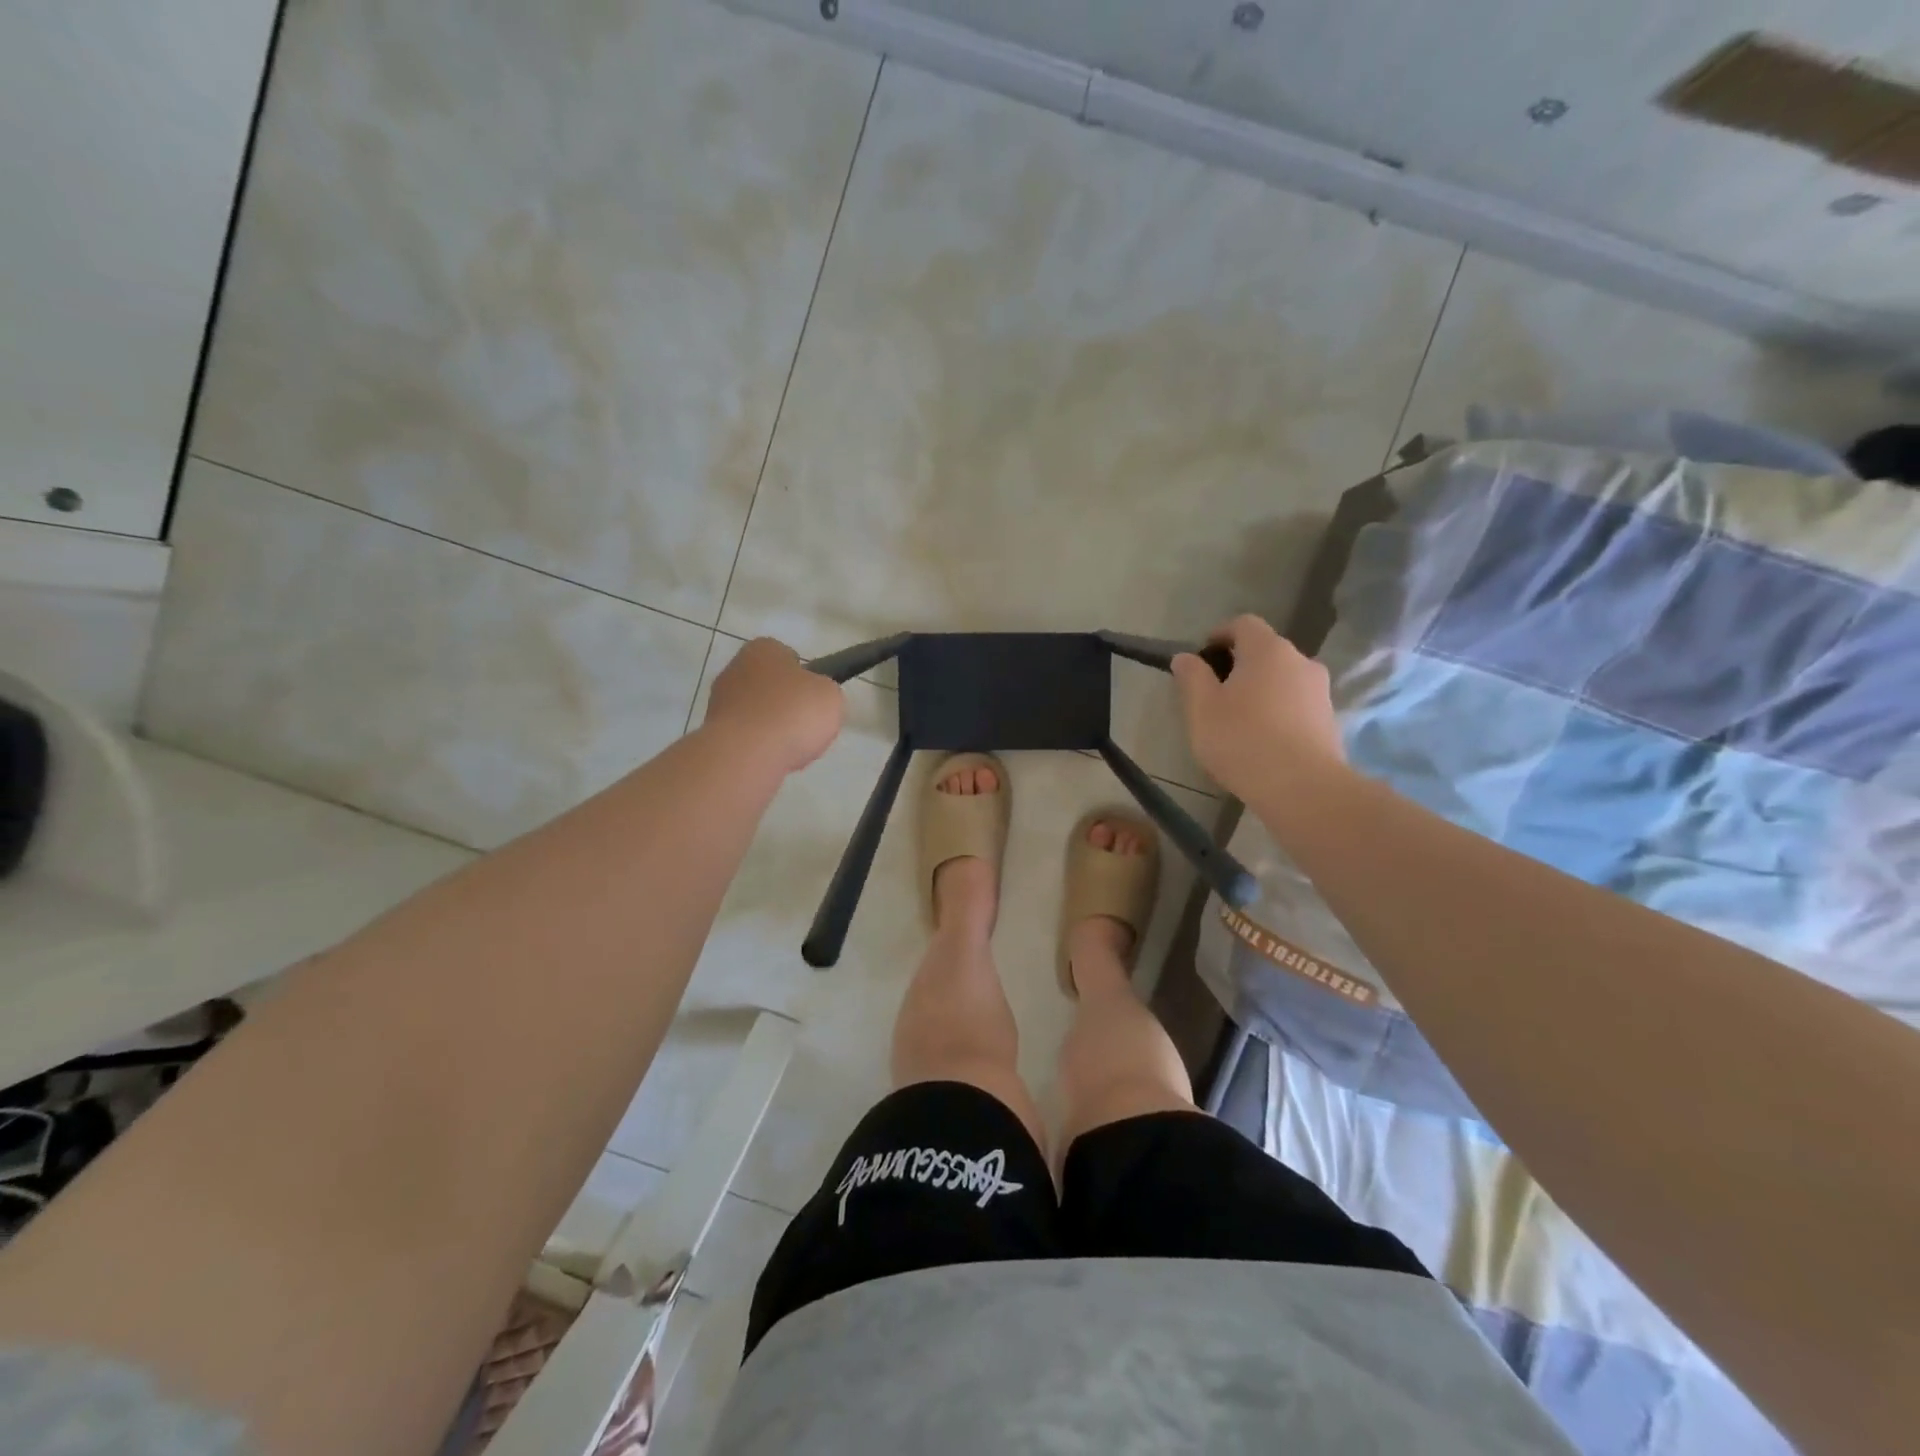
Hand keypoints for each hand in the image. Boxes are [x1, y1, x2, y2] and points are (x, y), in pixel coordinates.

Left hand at [703, 637, 844, 774]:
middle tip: (805, 724)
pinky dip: (759, 747)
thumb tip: (813, 697)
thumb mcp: (830, 695)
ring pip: (756, 712)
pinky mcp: (713, 732)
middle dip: (784, 703)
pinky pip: (746, 737)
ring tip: (791, 748)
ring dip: (771, 727)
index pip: (787, 656)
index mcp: (763, 649)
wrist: (748, 754)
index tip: (814, 697)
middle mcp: (735, 668)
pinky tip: (772, 759)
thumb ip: (824, 691)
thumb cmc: (793, 713)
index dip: (804, 677)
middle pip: (769, 685)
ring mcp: (719, 701)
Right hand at [1170, 615, 1344, 802]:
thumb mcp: (1201, 709)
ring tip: (1238, 721)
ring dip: (1261, 690)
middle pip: (1265, 651)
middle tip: (1214, 694)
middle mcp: (1300, 660)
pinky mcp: (1330, 720)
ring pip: (1283, 679)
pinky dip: (1278, 712)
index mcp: (1267, 650)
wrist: (1302, 788)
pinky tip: (1262, 740)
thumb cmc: (1242, 740)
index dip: (1220, 635)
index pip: (1243, 624)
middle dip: (1239, 665)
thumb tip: (1185, 657)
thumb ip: (1192, 677)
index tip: (1202, 658)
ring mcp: (1320, 691)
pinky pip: (1297, 704)